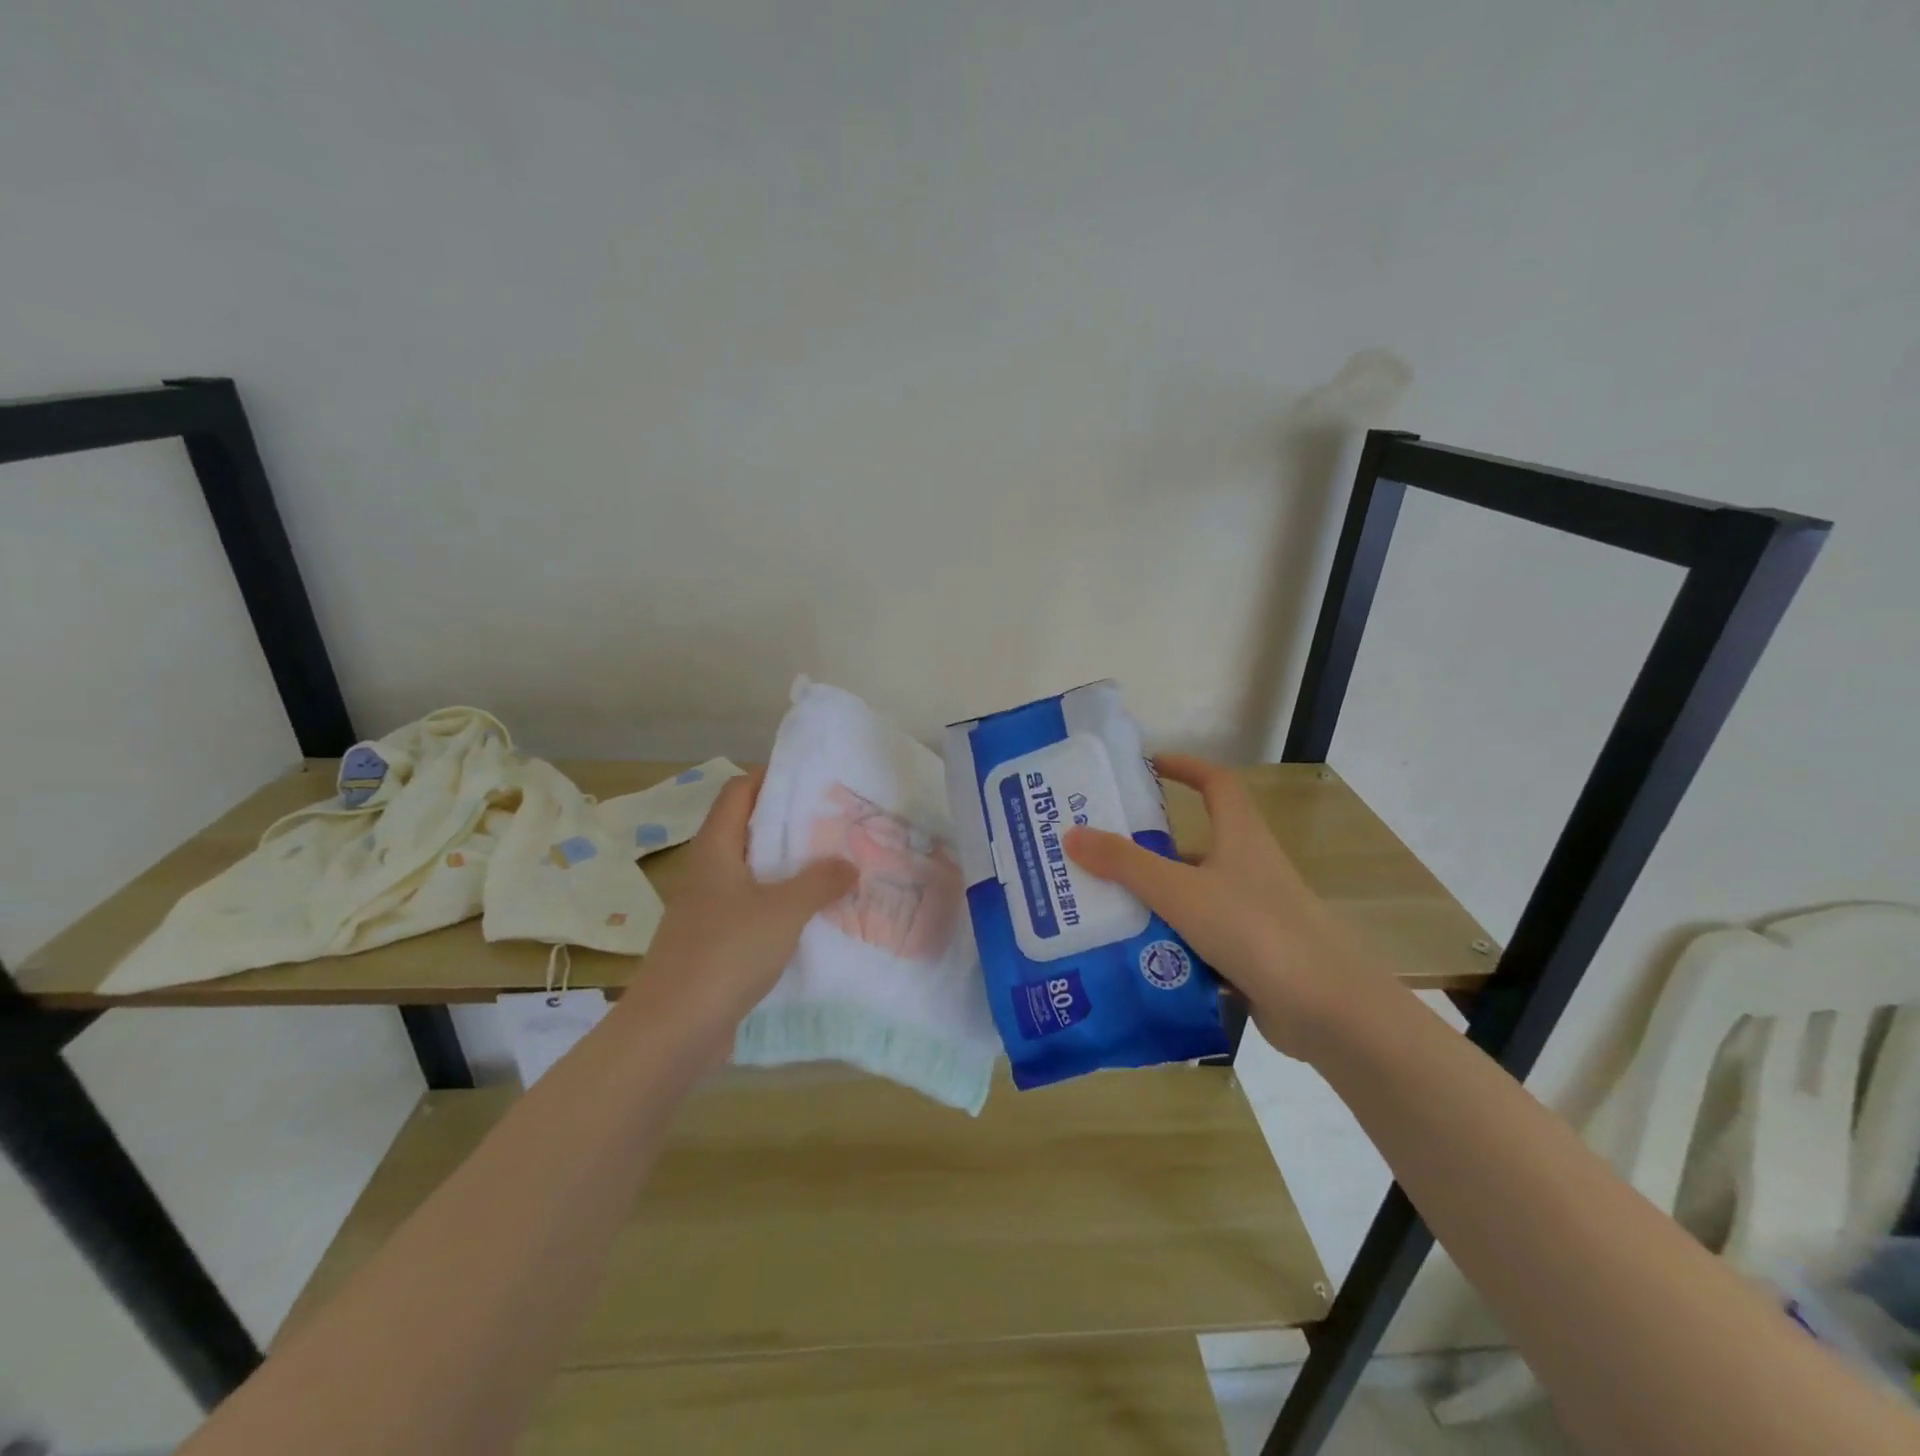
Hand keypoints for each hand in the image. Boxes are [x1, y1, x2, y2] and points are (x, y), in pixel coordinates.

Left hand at [626, 769, 855, 1061]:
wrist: (673, 1030)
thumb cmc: (725, 953)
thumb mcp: (783, 910)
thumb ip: (820, 881)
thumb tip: (848, 864)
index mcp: (715, 850)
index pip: (737, 792)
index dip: (768, 777)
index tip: (810, 777)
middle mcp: (707, 873)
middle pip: (746, 830)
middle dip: (788, 823)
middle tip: (834, 822)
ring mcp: (708, 911)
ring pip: (752, 874)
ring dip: (788, 868)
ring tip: (833, 865)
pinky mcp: (714, 944)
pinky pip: (753, 910)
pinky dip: (781, 905)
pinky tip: (813, 917)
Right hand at [1063, 754, 1391, 1059]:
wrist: (1329, 1010)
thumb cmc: (1255, 930)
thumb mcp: (1181, 892)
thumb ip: (1126, 864)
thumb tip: (1072, 834)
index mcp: (1241, 837)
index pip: (1216, 783)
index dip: (1185, 767)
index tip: (1146, 766)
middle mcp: (1248, 868)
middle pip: (1194, 845)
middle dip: (1148, 848)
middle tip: (1097, 854)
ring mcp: (1253, 914)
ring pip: (1193, 896)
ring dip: (1154, 901)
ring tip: (1100, 908)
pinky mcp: (1252, 955)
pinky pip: (1200, 939)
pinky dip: (1170, 943)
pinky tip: (1133, 957)